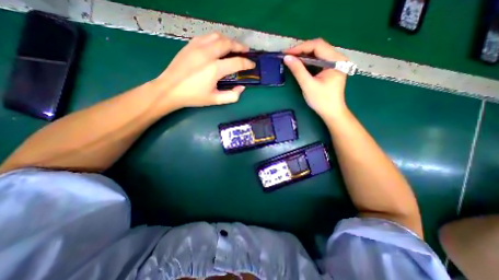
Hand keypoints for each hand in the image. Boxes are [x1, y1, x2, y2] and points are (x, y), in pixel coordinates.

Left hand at [152, 33, 254, 111]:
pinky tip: (217, 45)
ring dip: (228, 41)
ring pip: (218, 36)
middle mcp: (208, 54)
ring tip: (233, 47)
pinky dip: (216, 39)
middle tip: (245, 51)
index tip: (252, 65)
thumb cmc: (194, 96)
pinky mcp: (190, 45)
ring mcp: (197, 47)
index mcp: (215, 69)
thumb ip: (232, 96)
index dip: (247, 63)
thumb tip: (241, 88)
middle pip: (228, 44)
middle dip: (240, 46)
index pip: (237, 62)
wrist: (170, 89)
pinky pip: (206, 37)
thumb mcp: (215, 100)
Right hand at [283, 39, 347, 118]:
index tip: (286, 53)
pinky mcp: (331, 68)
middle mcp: (338, 58)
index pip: (317, 46)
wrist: (331, 112)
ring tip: (291, 59)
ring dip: (304, 55)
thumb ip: (298, 70)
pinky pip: (318, 60)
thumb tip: (287, 58)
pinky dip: (308, 61)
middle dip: (301, 51)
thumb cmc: (321, 100)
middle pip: (318, 47)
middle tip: (287, 56)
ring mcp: (335, 63)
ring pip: (318, 53)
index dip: (300, 48)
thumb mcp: (308, 85)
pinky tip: (300, 64)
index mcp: (336, 60)